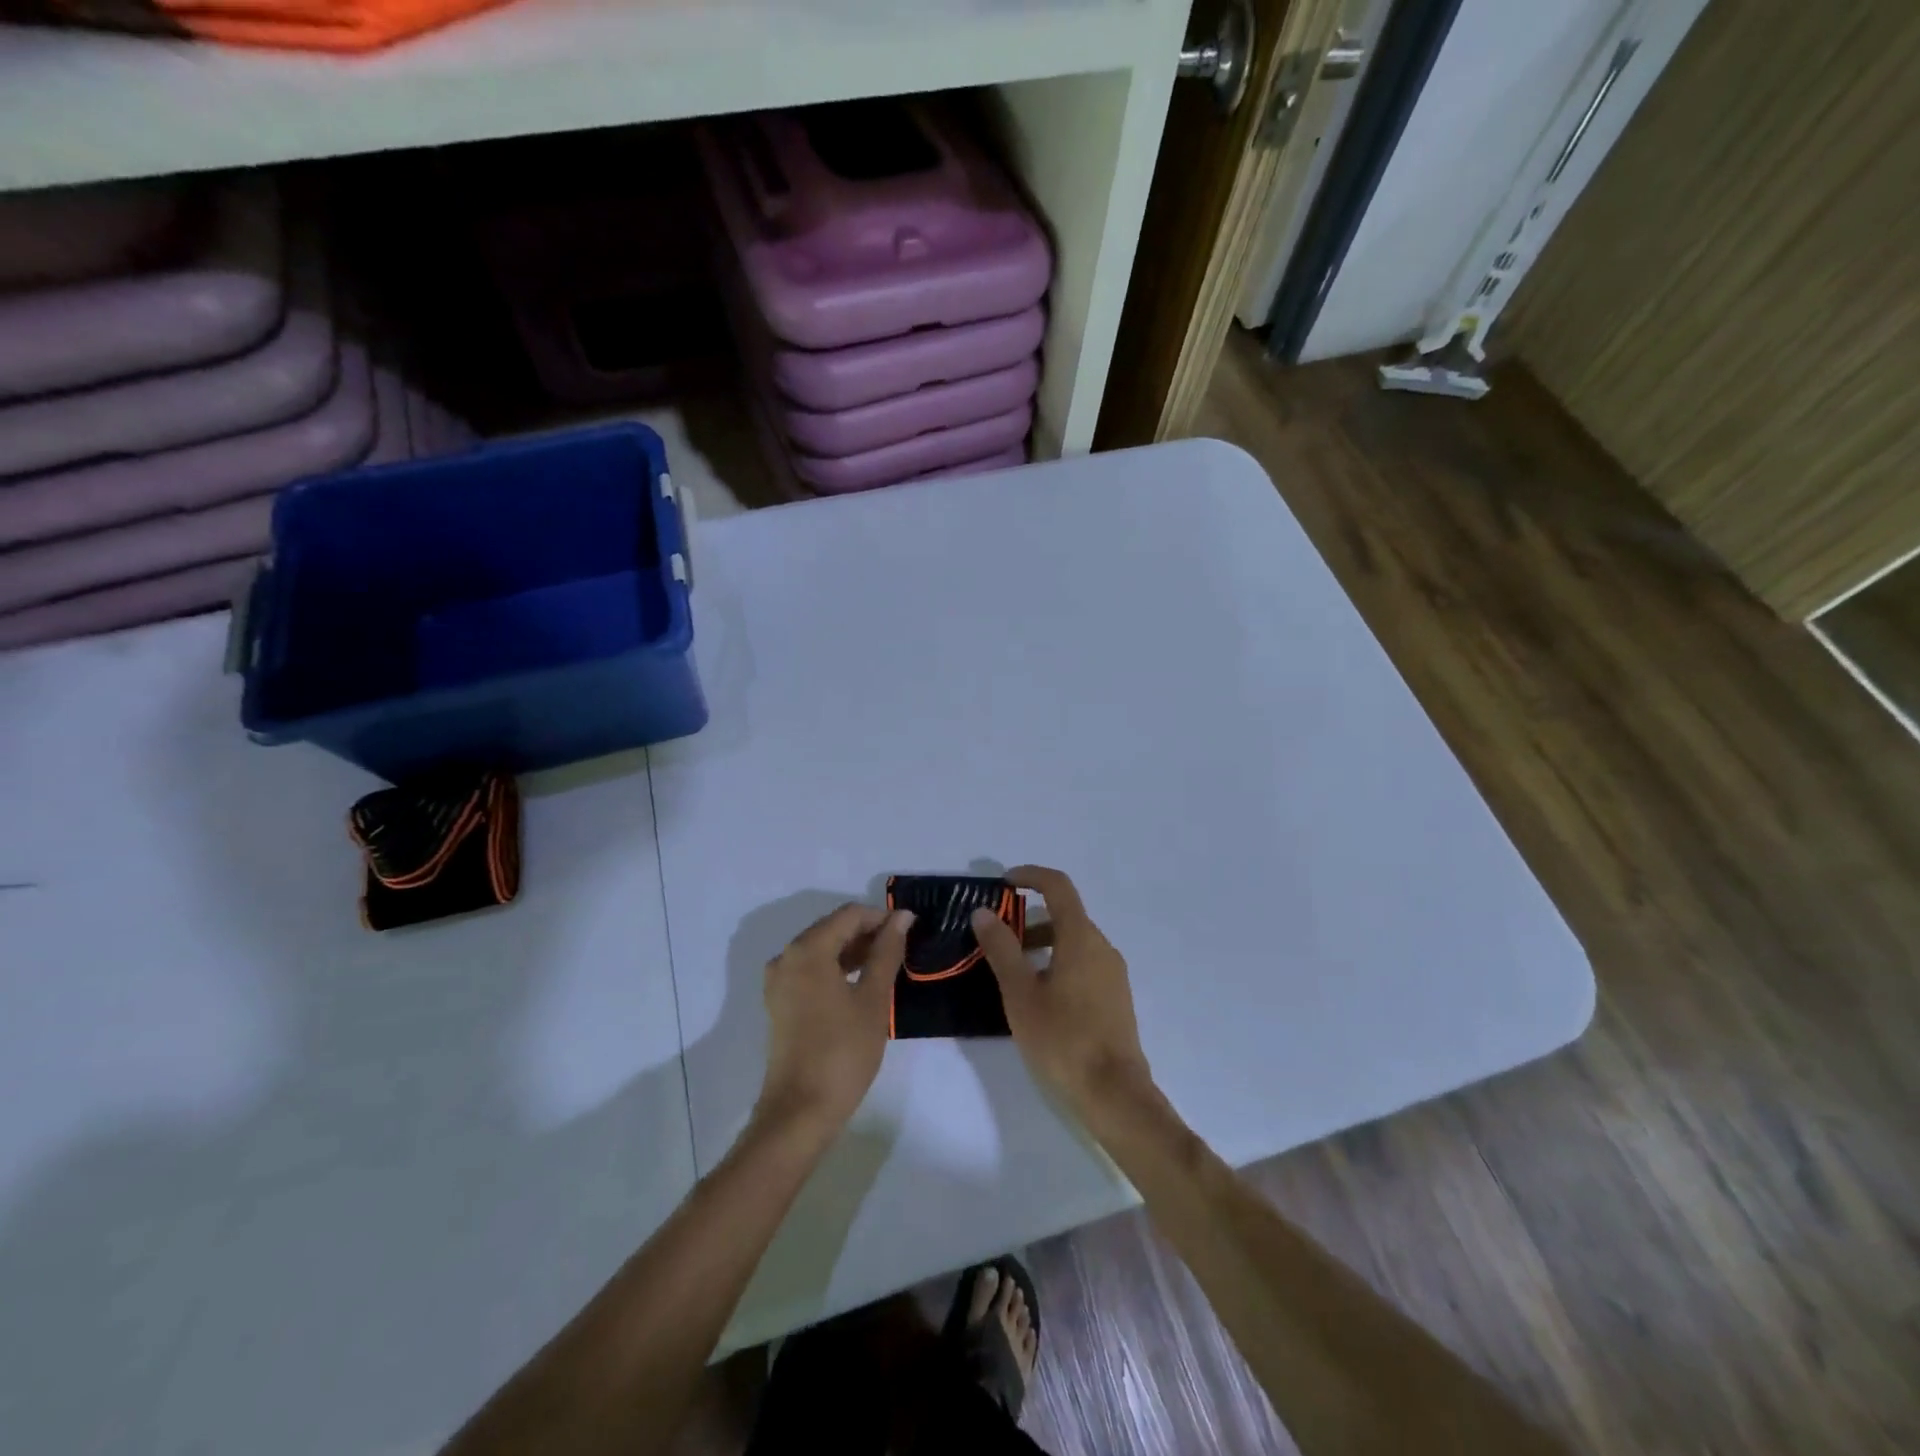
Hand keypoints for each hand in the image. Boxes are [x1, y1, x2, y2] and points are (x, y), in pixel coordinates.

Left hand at [757, 903, 912, 1133]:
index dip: (882, 917)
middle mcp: (787, 956)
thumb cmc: (843, 1051)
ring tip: (887, 965)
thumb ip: (887, 952)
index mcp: (808, 949)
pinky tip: (861, 984)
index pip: (850, 915)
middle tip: (902, 949)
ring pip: (822, 949)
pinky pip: (811, 970)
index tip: (911, 930)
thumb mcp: (873, 999)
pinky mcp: (780, 1002)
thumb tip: (902, 917)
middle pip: (833, 928)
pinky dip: (836, 969)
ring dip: (853, 951)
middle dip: (868, 933)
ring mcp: (779, 981)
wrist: (800, 1111)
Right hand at [971, 866, 1153, 1116]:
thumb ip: (1001, 948)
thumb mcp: (1020, 993)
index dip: (1030, 876)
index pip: (1058, 886)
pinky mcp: (1115, 998)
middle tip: (996, 940)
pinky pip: (1083, 964)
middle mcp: (1102, 947)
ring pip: (1074, 942)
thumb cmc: (1062, 1039)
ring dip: (1042, 944)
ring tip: (1011, 973)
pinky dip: (1057, 963)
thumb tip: (984, 912)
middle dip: (1028, 919)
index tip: (1003, 883)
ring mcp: (1113, 973)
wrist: (1114, 1094)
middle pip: (1065, 916)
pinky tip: (1038, 997)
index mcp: (1081, 938)